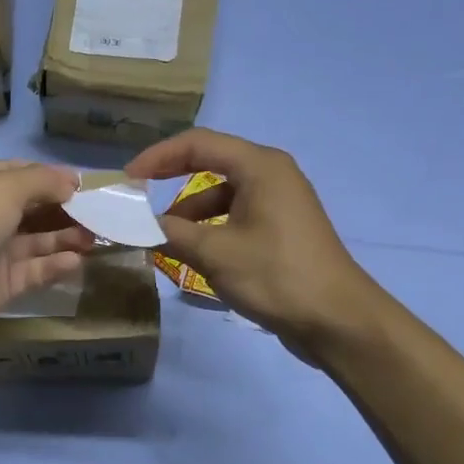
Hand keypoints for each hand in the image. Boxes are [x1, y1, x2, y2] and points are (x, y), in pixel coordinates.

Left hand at [0, 160, 93, 344]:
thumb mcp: (2, 188)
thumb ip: (41, 181)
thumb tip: (71, 180)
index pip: (15, 173)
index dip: (49, 177)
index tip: (83, 185)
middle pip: (27, 209)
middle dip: (62, 209)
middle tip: (99, 213)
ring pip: (32, 242)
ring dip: (63, 237)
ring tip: (96, 237)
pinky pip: (30, 272)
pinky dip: (53, 265)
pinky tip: (75, 261)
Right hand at [126, 129, 377, 349]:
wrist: (337, 319)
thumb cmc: (276, 276)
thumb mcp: (215, 253)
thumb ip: (171, 232)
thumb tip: (136, 224)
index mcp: (259, 166)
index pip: (197, 143)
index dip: (157, 157)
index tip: (127, 179)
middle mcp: (270, 174)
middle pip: (209, 163)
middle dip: (170, 180)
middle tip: (136, 199)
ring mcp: (278, 201)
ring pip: (220, 194)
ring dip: (188, 212)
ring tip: (162, 238)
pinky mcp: (280, 227)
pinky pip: (234, 214)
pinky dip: (209, 228)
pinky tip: (192, 253)